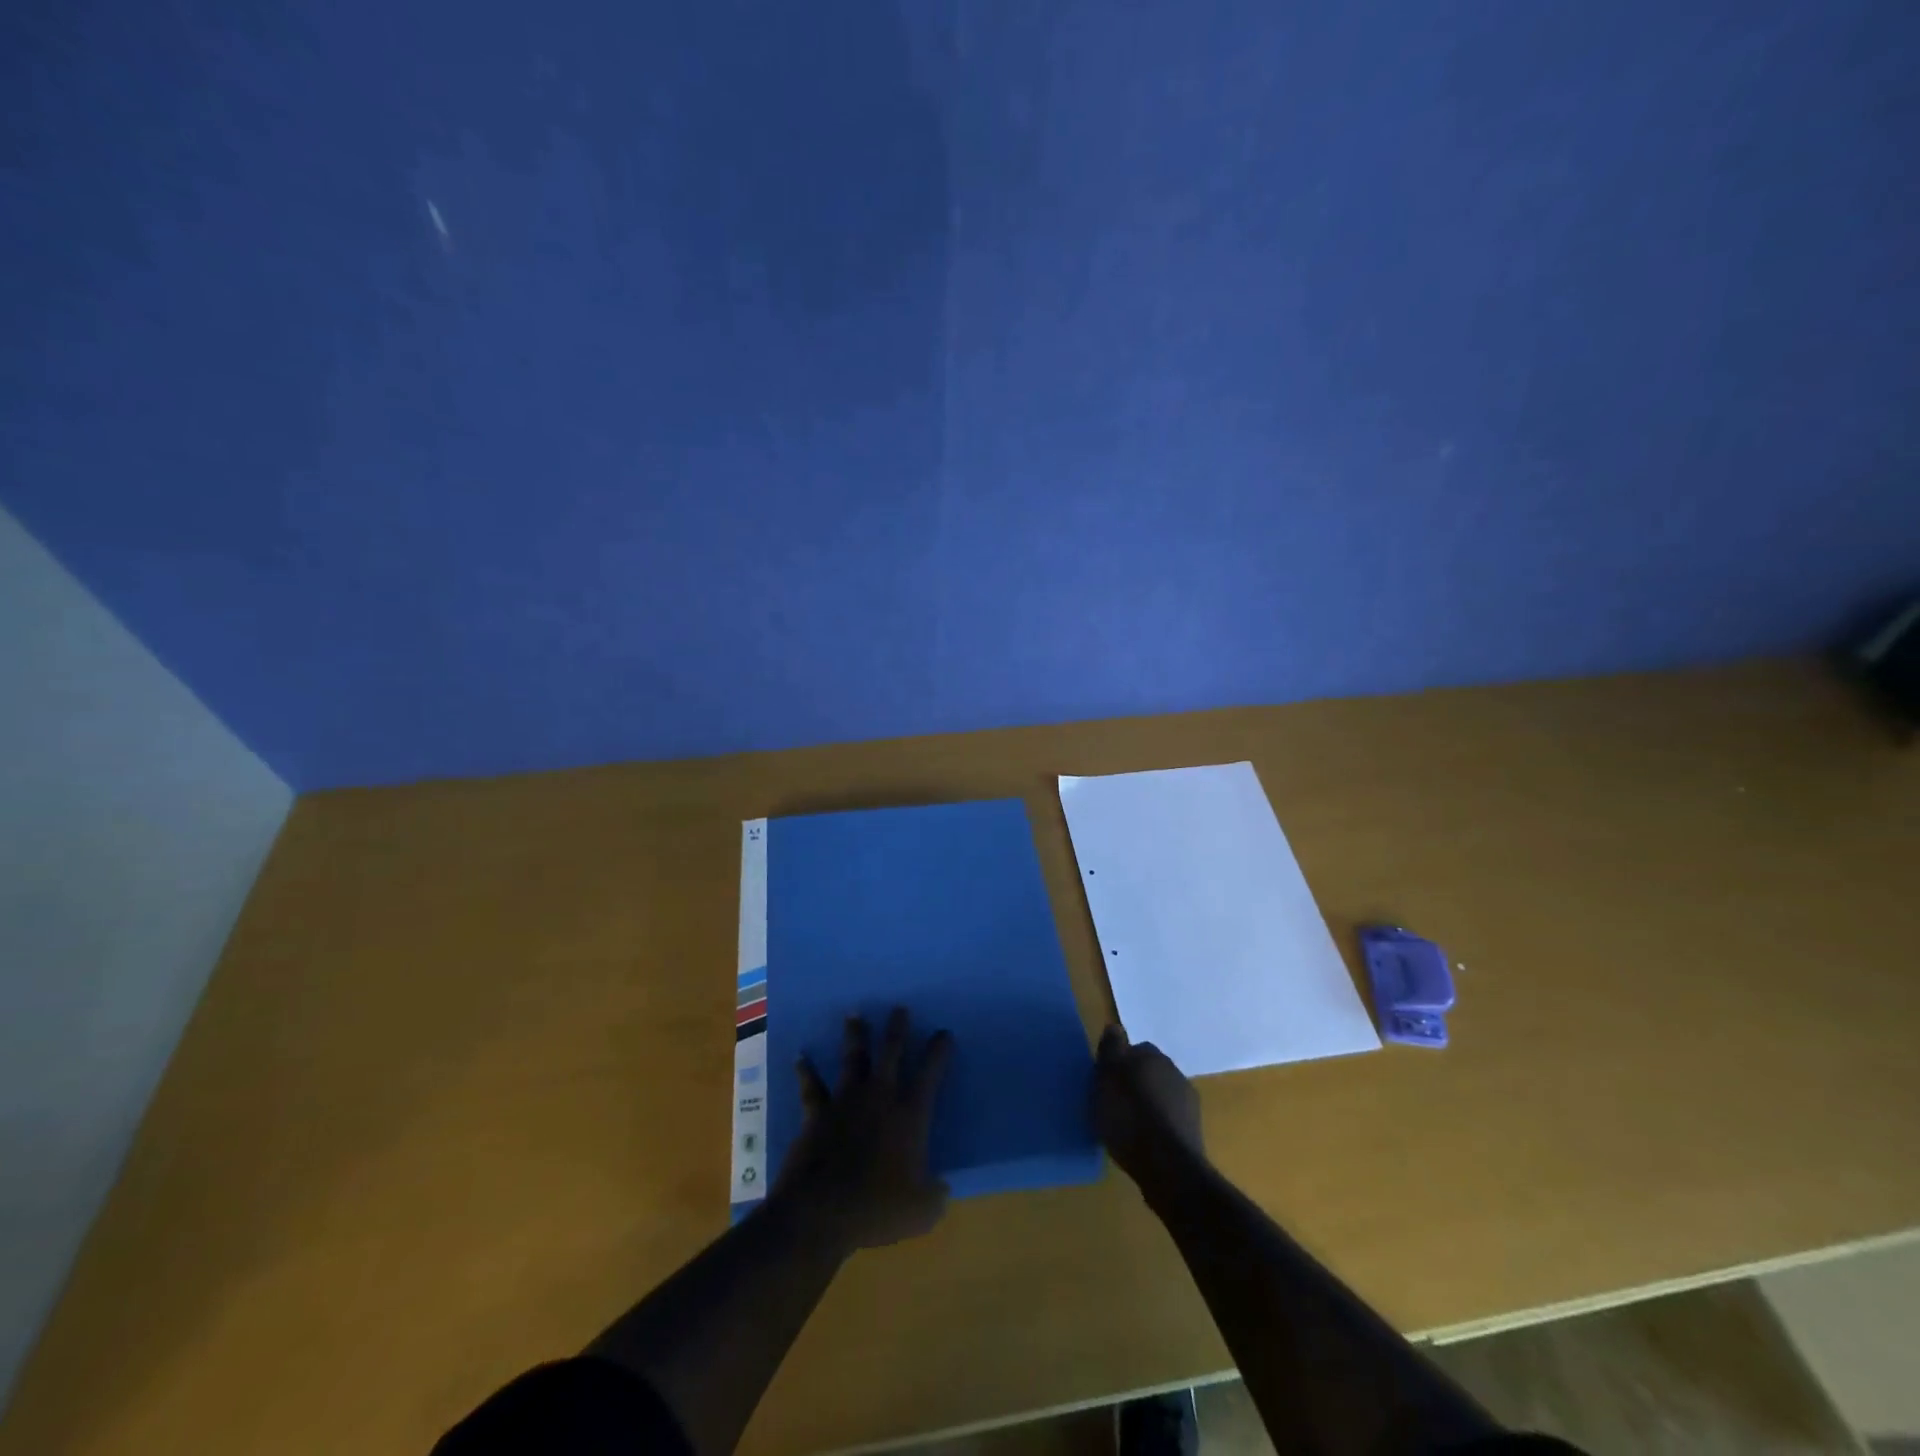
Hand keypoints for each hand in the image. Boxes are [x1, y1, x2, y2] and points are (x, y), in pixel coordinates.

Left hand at [773, 1009, 952, 1255]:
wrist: (819, 1212)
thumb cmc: (876, 1210)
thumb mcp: (921, 1212)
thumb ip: (935, 1196)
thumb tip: (943, 1188)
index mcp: (909, 1116)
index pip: (930, 1075)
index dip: (938, 1052)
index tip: (944, 1033)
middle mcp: (879, 1098)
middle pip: (890, 1053)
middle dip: (897, 1029)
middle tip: (899, 1008)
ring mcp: (845, 1101)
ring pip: (853, 1058)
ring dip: (855, 1036)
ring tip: (854, 1014)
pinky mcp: (817, 1113)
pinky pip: (812, 1086)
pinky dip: (806, 1071)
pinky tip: (799, 1057)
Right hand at [1091, 1025, 1205, 1187]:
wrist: (1168, 1167)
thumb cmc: (1128, 1117)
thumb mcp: (1106, 1078)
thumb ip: (1111, 1049)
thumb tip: (1115, 1027)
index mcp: (1151, 1055)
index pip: (1133, 1048)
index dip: (1118, 1063)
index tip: (1106, 1081)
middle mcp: (1173, 1069)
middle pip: (1149, 1069)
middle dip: (1135, 1081)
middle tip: (1116, 1101)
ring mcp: (1187, 1099)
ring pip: (1161, 1092)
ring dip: (1149, 1101)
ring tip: (1130, 1123)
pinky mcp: (1193, 1128)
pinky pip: (1169, 1116)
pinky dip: (1159, 1122)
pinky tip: (1146, 1139)